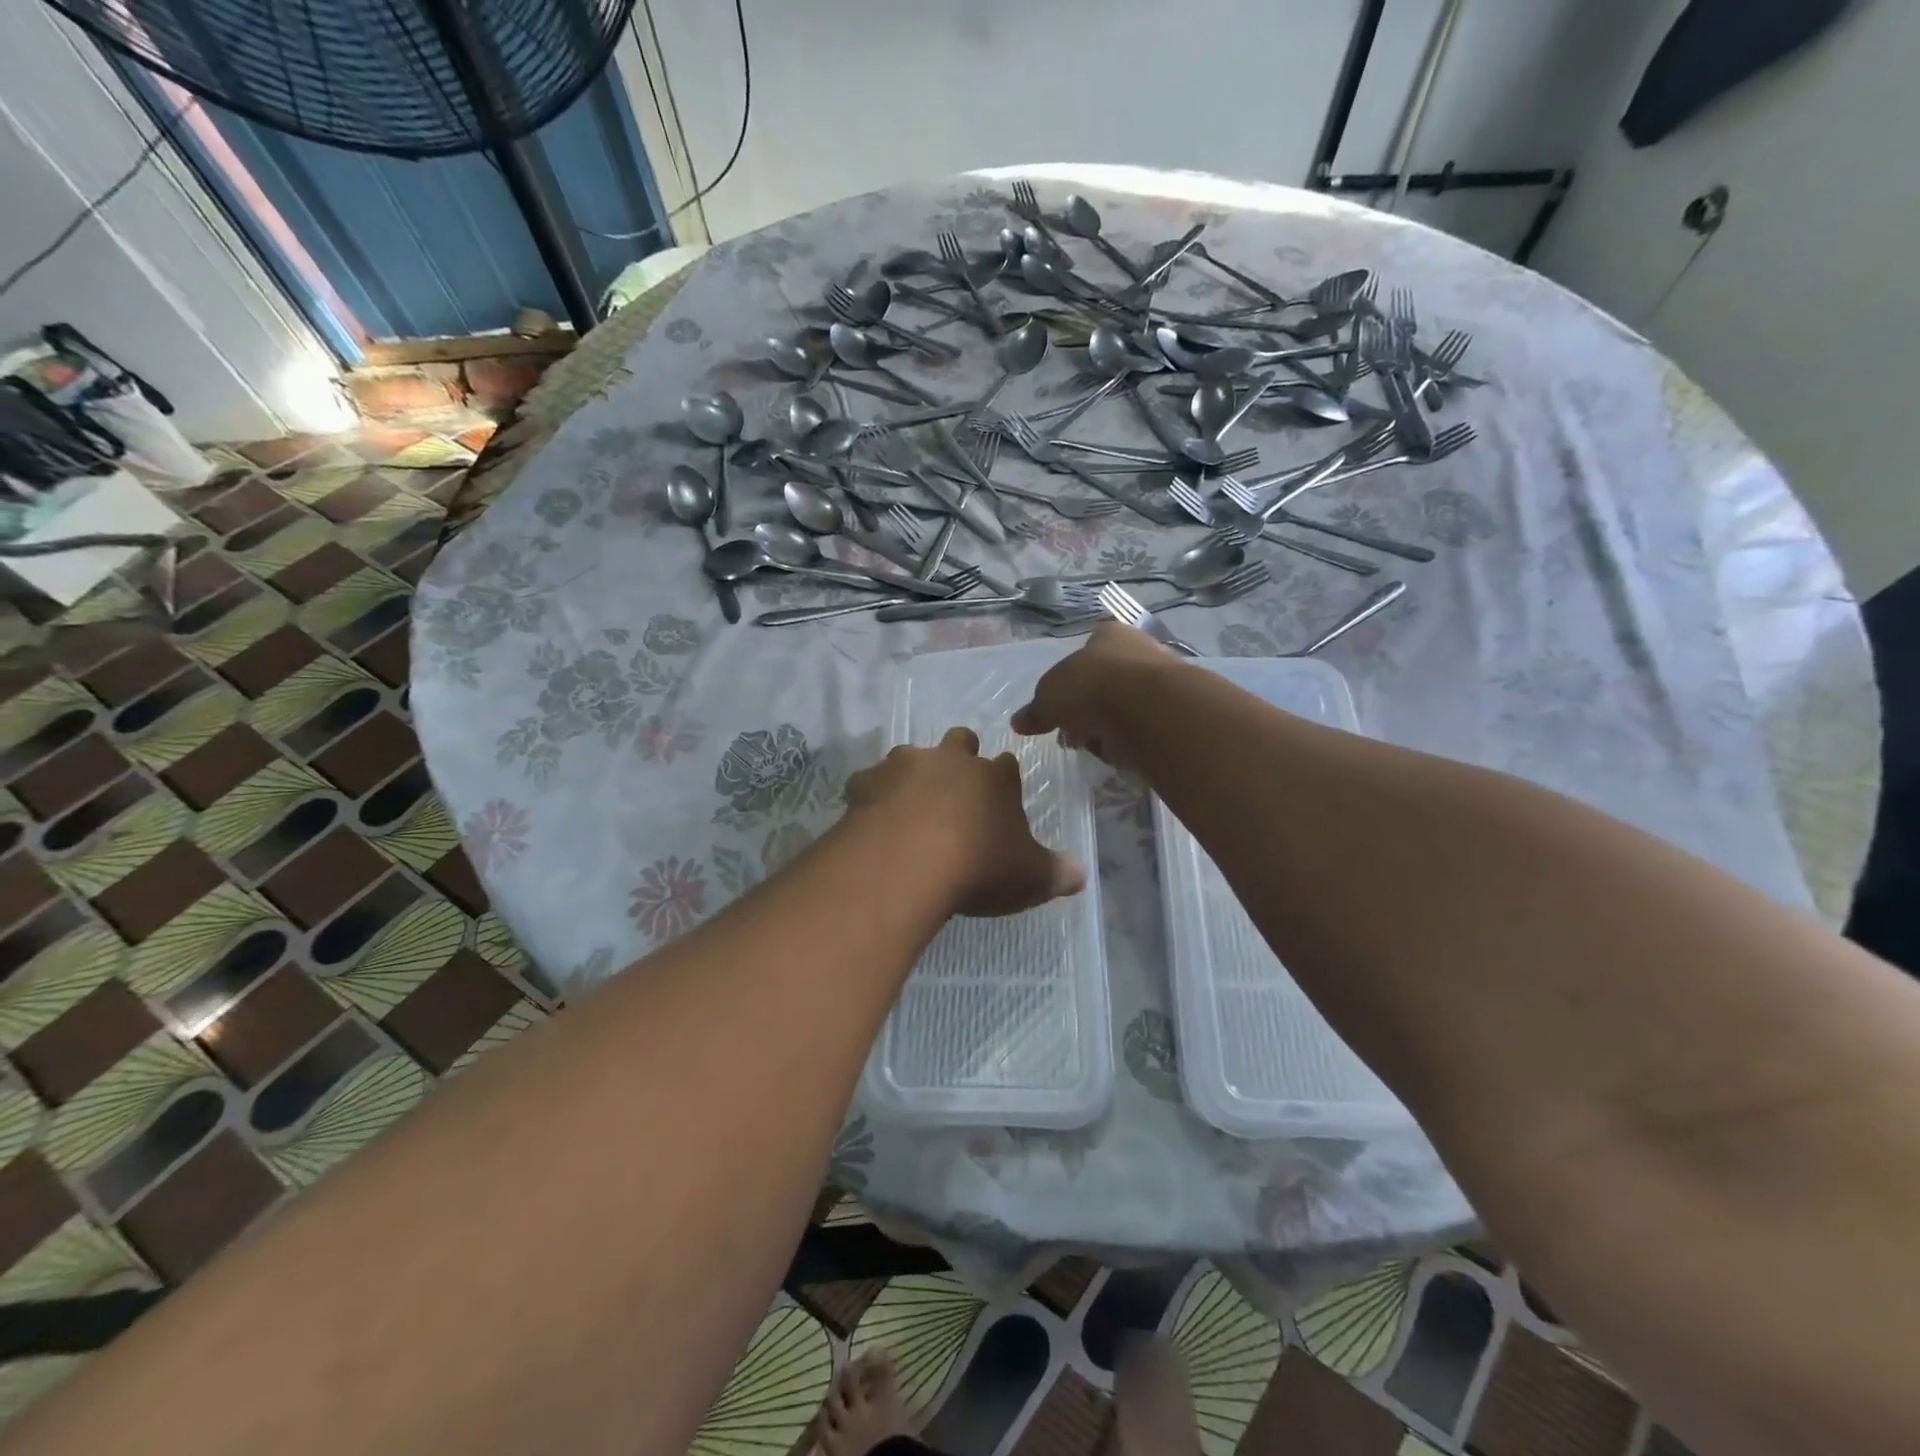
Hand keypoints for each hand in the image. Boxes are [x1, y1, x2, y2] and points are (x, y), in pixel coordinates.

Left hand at [844, 727, 1085, 917]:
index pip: (1007, 765)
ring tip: (910, 807)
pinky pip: (868, 782)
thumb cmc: (978, 867)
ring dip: (913, 775)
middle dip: (960, 757)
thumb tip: (1081, 873)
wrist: (907, 863)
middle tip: (956, 791)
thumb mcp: (1029, 878)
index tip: (1000, 799)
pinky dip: (872, 796)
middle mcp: (951, 760)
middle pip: (960, 741)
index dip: (1003, 779)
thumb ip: (1057, 872)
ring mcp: (905, 765)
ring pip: (911, 755)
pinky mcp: (866, 782)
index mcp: (995, 777)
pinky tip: (872, 819)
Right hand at [1011, 623, 1180, 771]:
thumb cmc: (1091, 687)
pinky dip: (1131, 741)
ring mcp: (1162, 680)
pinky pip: (1144, 728)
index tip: (1061, 707)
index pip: (1087, 650)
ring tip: (1099, 745)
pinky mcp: (1176, 712)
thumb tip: (1018, 722)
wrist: (1149, 709)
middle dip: (1089, 709)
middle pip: (1107, 682)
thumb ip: (1035, 710)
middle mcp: (1139, 649)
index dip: (1070, 680)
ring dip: (1110, 727)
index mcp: (1108, 635)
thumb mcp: (1048, 698)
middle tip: (1076, 732)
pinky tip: (1122, 751)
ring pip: (1126, 707)